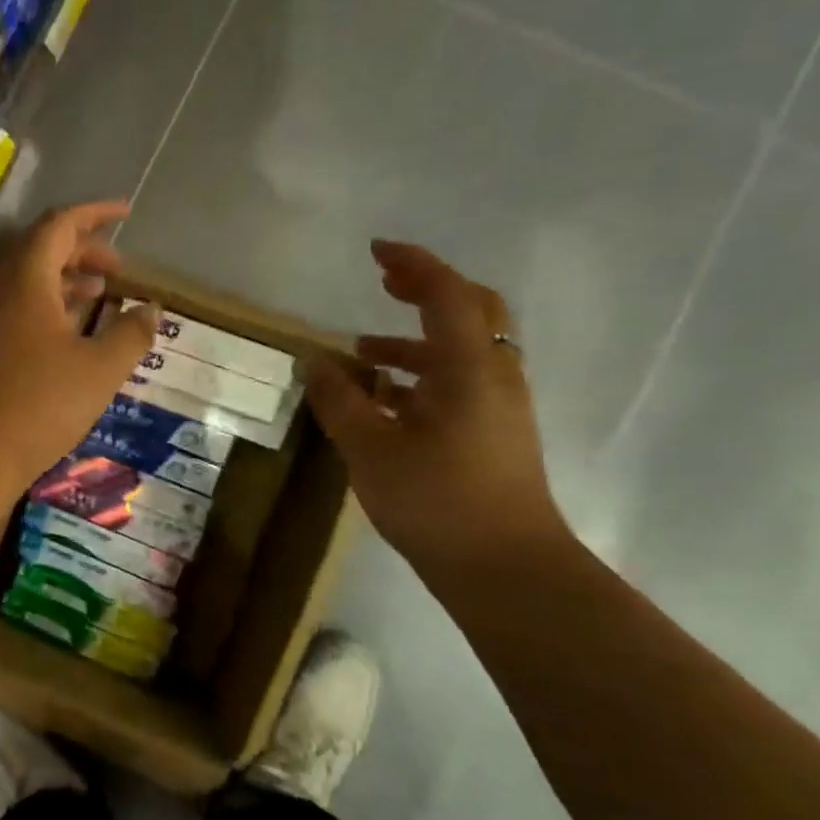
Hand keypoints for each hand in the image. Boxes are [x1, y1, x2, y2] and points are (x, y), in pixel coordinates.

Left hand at [0, 201, 156, 493]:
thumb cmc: (38, 404)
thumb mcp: (100, 369)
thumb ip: (131, 334)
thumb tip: (151, 310)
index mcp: (24, 278)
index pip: (59, 225)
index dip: (95, 215)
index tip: (125, 213)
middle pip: (39, 250)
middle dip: (82, 250)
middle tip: (118, 269)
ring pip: (24, 282)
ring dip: (63, 281)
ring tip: (99, 295)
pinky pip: (12, 310)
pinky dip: (44, 308)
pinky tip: (65, 335)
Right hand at [306, 241, 570, 574]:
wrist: (505, 569)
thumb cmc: (437, 501)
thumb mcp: (371, 448)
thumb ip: (340, 399)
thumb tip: (314, 360)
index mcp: (469, 368)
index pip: (447, 294)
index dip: (413, 264)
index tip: (376, 251)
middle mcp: (493, 376)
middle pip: (471, 311)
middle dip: (427, 289)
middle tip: (384, 283)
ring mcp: (499, 406)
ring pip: (463, 350)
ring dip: (416, 338)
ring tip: (363, 351)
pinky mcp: (494, 433)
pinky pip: (460, 382)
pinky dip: (422, 374)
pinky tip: (384, 400)